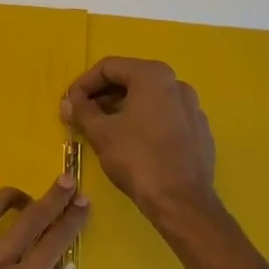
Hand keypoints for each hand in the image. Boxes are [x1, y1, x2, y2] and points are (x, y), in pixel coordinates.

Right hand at [62, 56, 217, 221]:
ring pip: (149, 100)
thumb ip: (82, 111)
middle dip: (102, 96)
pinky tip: (132, 144)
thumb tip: (69, 102)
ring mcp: (192, 107)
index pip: (109, 67)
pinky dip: (145, 122)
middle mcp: (177, 84)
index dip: (83, 84)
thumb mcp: (101, 133)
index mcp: (153, 76)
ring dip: (122, 109)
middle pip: (131, 80)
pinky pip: (166, 117)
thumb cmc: (137, 159)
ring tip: (103, 129)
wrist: (181, 201)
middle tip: (82, 116)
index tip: (69, 103)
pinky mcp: (199, 131)